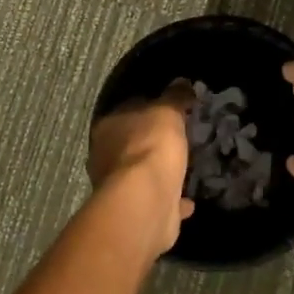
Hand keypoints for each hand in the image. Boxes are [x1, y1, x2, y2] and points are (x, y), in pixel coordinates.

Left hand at [88, 80, 195, 254]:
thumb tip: (182, 82)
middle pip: (131, 143)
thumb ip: (175, 97)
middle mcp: (106, 156)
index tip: (169, 109)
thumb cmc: (151, 146)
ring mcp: (118, 187)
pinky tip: (188, 200)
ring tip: (183, 169)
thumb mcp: (168, 112)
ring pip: (141, 174)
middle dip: (151, 142)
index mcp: (108, 127)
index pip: (128, 110)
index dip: (148, 107)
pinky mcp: (135, 211)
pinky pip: (157, 200)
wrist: (146, 201)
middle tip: (177, 139)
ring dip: (158, 172)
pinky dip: (170, 199)